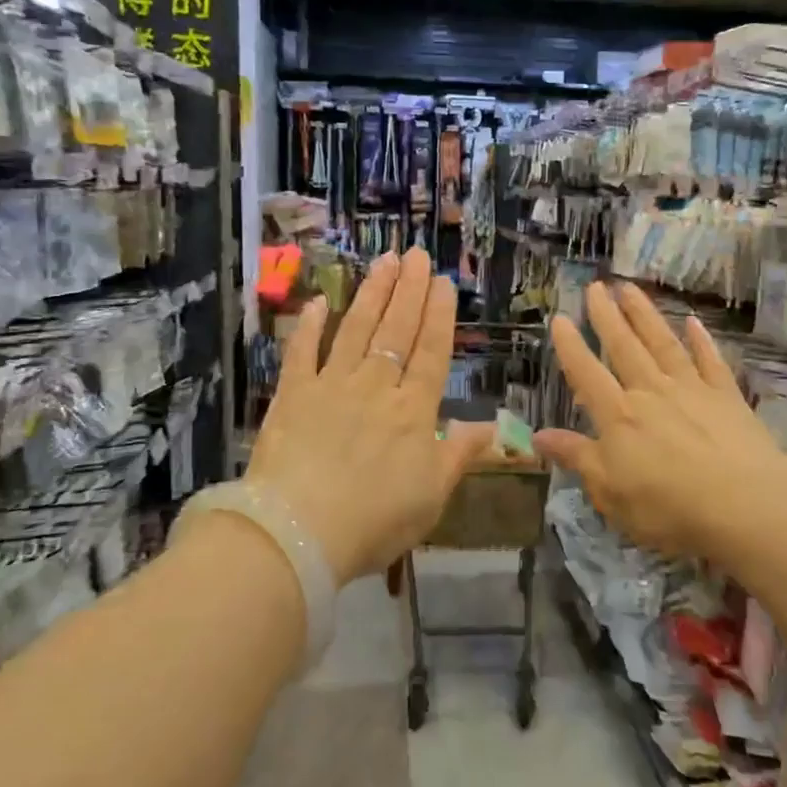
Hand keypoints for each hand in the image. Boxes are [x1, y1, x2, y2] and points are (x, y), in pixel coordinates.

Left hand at [248, 249, 493, 585]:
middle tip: (417, 255)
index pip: (431, 352)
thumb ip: (460, 454)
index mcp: (413, 410)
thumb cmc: (374, 520)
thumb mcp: (432, 495)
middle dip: (409, 290)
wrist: (298, 532)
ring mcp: (331, 386)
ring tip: (385, 261)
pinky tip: (319, 300)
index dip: (438, 315)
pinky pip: (302, 352)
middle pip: (396, 330)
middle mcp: (375, 386)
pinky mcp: (292, 395)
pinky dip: (310, 325)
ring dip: (372, 294)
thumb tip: (494, 427)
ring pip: (356, 330)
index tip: (443, 282)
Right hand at [536, 282, 786, 561]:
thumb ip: (576, 457)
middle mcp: (651, 392)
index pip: (586, 373)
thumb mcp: (609, 491)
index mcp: (618, 416)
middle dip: (607, 316)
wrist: (745, 505)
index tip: (559, 318)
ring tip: (630, 289)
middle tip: (596, 286)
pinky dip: (701, 341)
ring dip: (645, 315)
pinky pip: (710, 361)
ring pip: (662, 344)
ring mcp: (691, 390)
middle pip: (624, 347)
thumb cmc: (668, 506)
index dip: (571, 346)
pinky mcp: (726, 398)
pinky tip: (693, 322)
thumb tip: (538, 436)